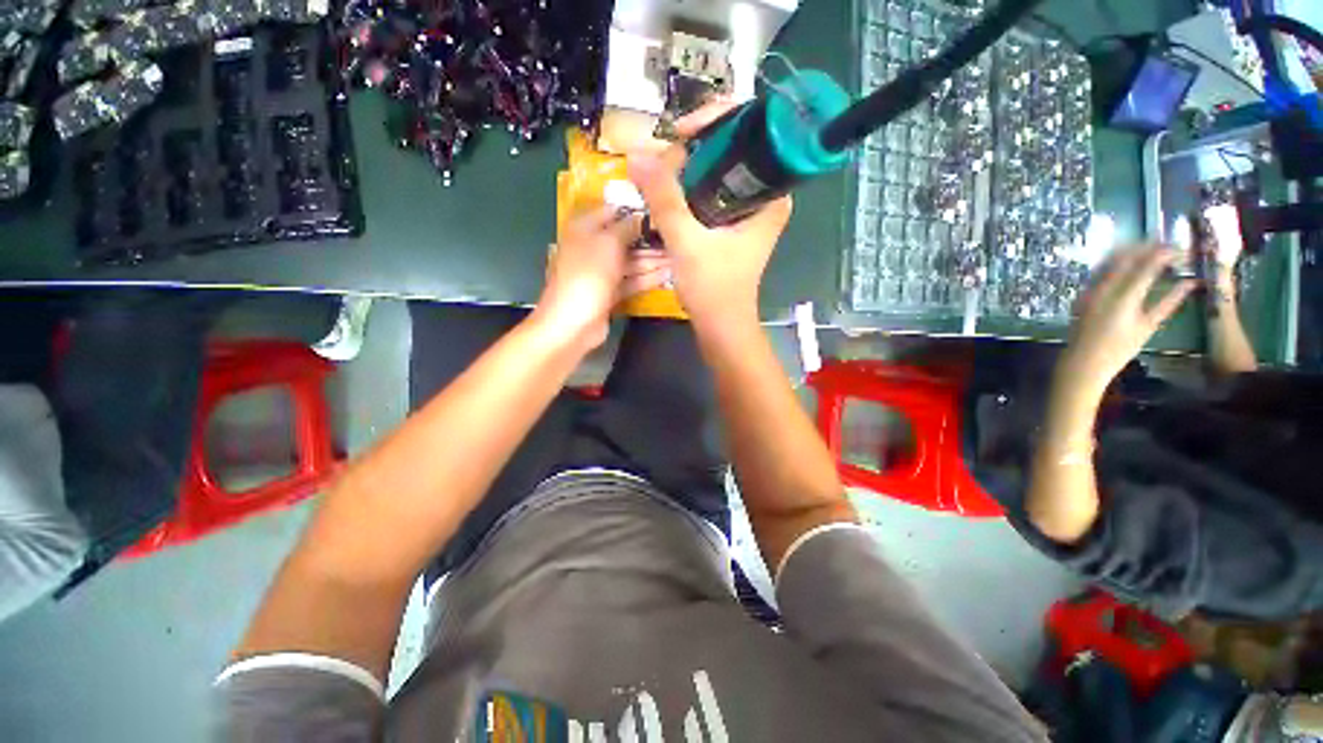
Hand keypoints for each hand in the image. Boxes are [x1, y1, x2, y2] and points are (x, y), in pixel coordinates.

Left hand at [534, 208, 671, 349]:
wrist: (574, 322)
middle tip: (676, 237)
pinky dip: (648, 278)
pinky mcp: (610, 293)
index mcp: (584, 229)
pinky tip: (669, 275)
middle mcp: (592, 248)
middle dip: (649, 239)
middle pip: (624, 239)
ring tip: (679, 257)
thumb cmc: (588, 274)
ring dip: (653, 260)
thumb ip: (626, 227)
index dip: (634, 210)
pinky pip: (631, 281)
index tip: (660, 209)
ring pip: (630, 262)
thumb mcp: (608, 243)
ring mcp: (601, 272)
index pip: (612, 211)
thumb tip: (639, 217)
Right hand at [627, 101, 791, 329]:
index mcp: (771, 194)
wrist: (721, 327)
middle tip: (661, 152)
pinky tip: (666, 188)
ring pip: (718, 171)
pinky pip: (711, 192)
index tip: (679, 132)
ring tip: (657, 166)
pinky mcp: (732, 225)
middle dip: (695, 145)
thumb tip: (637, 155)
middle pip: (732, 149)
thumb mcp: (687, 242)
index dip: (714, 121)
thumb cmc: (714, 289)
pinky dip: (689, 187)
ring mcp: (748, 212)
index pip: (751, 133)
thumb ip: (663, 199)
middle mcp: (765, 197)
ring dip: (688, 166)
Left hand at [1061, 245, 1195, 397]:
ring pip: (1109, 260)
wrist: (1083, 361)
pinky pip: (1098, 270)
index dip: (1164, 253)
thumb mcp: (1149, 326)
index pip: (1147, 266)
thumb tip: (1192, 283)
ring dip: (1129, 251)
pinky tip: (1126, 262)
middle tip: (1165, 246)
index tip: (1179, 248)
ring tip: (1148, 250)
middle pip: (1126, 257)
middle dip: (1147, 248)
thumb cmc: (1120, 348)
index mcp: (1125, 298)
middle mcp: (1105, 290)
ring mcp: (1089, 290)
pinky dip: (1114, 261)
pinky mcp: (1081, 294)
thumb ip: (1169, 301)